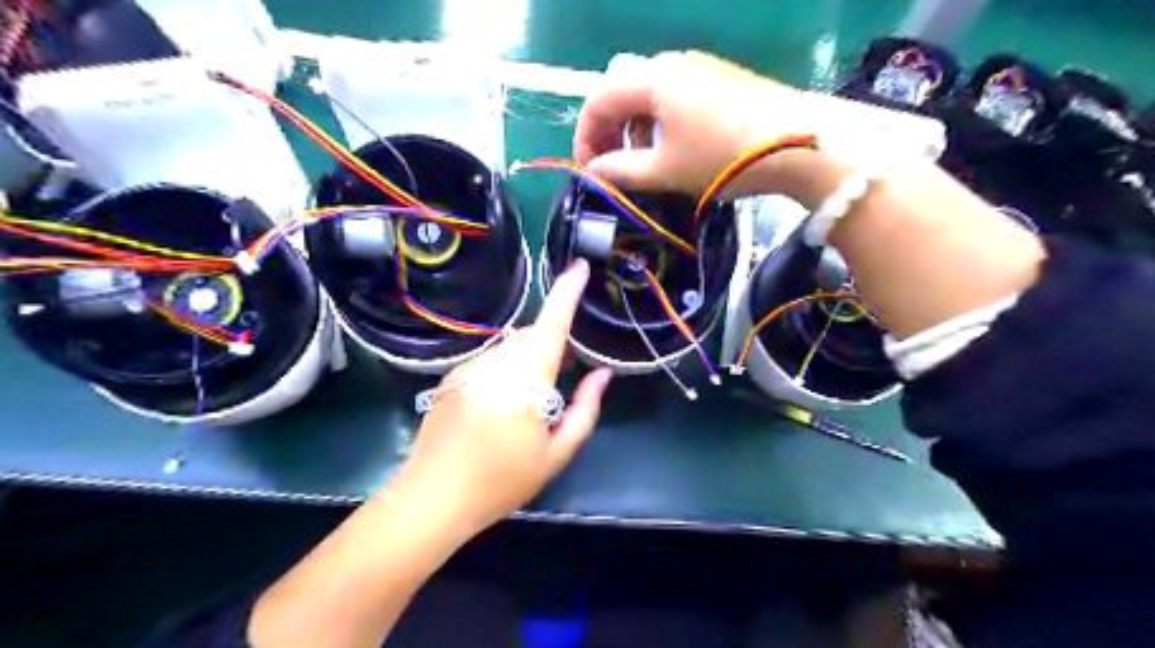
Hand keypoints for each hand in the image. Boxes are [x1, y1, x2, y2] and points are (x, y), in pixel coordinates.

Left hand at [392, 260, 611, 534]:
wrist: (432, 499)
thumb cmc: (501, 482)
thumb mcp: (556, 454)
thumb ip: (585, 409)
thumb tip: (603, 374)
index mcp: (524, 382)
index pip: (550, 326)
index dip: (566, 293)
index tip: (579, 268)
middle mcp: (494, 365)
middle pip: (531, 334)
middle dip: (553, 341)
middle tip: (570, 367)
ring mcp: (468, 368)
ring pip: (510, 346)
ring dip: (529, 356)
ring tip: (535, 392)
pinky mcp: (451, 377)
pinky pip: (489, 359)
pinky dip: (506, 366)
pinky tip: (502, 402)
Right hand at [572, 48, 814, 193]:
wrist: (801, 144)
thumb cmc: (723, 158)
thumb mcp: (666, 170)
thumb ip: (622, 170)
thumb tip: (596, 171)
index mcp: (651, 79)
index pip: (598, 99)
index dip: (584, 136)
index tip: (587, 171)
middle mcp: (671, 64)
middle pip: (621, 94)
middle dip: (608, 132)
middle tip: (608, 169)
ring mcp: (699, 70)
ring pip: (648, 97)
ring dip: (634, 131)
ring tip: (641, 165)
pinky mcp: (719, 82)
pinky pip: (674, 99)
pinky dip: (660, 125)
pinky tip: (672, 151)